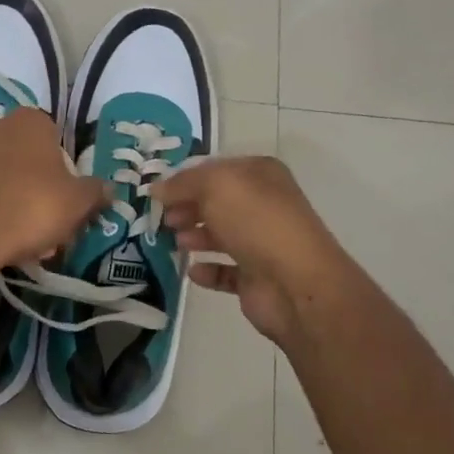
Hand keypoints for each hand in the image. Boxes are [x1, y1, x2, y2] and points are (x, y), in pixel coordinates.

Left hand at [0, 107, 107, 274]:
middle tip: (51, 223)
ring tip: (28, 239)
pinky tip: (2, 237)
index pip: (56, 139)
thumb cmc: (32, 207)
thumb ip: (96, 191)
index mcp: (30, 121)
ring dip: (18, 201)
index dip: (66, 171)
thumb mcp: (77, 202)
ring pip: (5, 177)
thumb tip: (107, 189)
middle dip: (41, 188)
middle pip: (29, 159)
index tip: (68, 200)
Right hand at [157, 157, 362, 346]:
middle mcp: (264, 205)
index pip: (216, 170)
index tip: (157, 193)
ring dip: (194, 236)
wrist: (295, 283)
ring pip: (220, 235)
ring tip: (176, 243)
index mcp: (260, 175)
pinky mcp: (256, 277)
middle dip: (187, 208)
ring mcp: (262, 242)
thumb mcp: (215, 186)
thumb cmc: (257, 222)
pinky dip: (207, 270)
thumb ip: (182, 184)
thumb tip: (157, 189)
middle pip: (216, 203)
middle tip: (163, 219)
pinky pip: (225, 270)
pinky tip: (193, 271)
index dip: (185, 179)